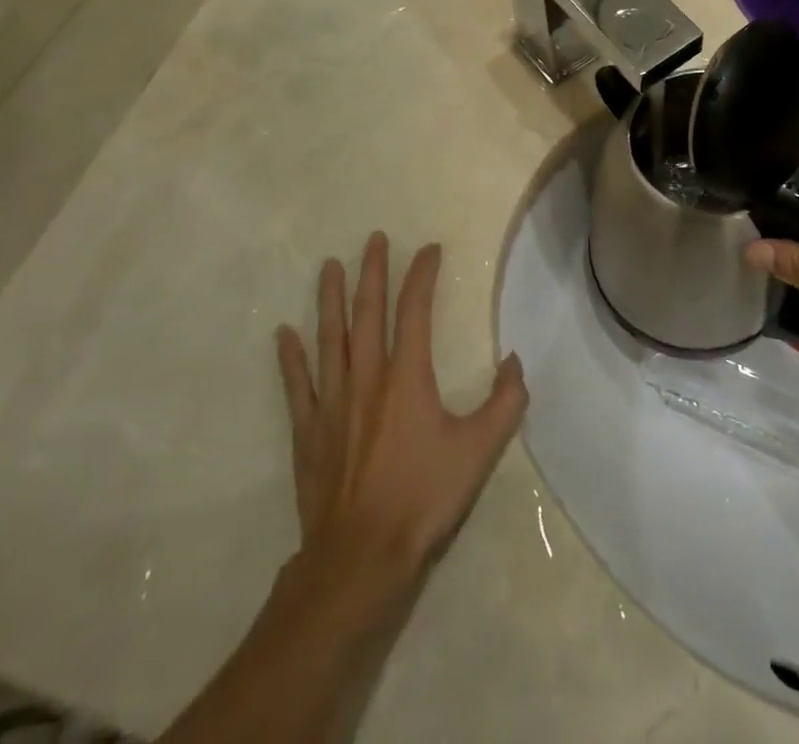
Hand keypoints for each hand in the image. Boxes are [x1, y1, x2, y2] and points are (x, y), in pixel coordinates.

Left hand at [276, 233, 527, 577]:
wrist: (360, 558)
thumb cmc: (423, 498)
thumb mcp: (479, 451)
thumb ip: (504, 402)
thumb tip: (515, 361)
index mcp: (407, 376)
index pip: (414, 309)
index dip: (421, 274)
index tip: (429, 249)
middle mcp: (367, 377)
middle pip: (366, 312)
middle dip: (371, 271)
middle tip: (373, 239)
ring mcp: (332, 402)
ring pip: (329, 338)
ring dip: (329, 299)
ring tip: (329, 266)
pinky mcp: (308, 431)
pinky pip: (297, 384)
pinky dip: (290, 357)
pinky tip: (283, 334)